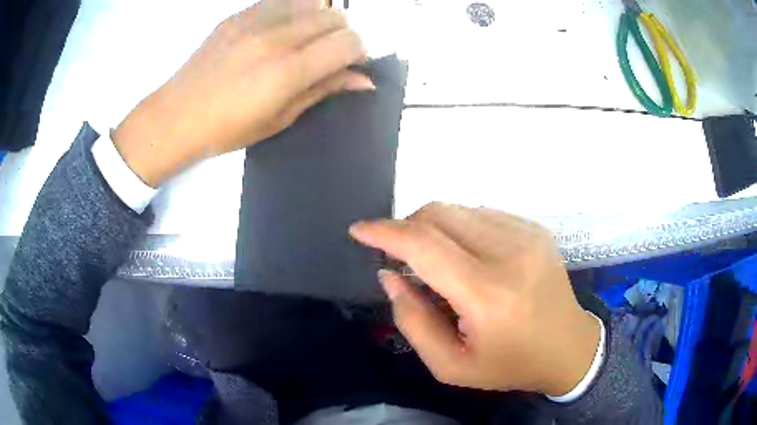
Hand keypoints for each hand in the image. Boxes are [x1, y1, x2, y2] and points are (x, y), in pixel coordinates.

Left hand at [113, 0, 372, 186]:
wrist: (176, 116)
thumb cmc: (227, 129)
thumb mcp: (279, 119)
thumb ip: (323, 91)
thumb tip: (363, 80)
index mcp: (288, 71)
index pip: (348, 42)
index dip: (358, 52)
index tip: (349, 64)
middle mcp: (276, 37)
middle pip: (335, 17)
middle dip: (342, 34)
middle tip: (328, 54)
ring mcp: (255, 21)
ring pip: (312, 2)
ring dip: (320, 19)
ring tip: (305, 39)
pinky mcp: (239, 15)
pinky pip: (282, 1)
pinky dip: (293, 11)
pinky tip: (281, 29)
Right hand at [349, 203, 600, 396]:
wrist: (567, 347)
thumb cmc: (509, 364)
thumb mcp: (450, 365)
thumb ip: (412, 321)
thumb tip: (390, 275)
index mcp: (488, 296)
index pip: (424, 246)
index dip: (385, 232)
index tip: (359, 230)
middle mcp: (510, 254)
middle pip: (439, 214)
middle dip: (406, 227)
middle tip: (399, 254)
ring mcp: (527, 235)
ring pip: (458, 209)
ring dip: (433, 228)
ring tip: (436, 261)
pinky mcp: (535, 229)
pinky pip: (482, 213)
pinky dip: (460, 228)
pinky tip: (467, 255)